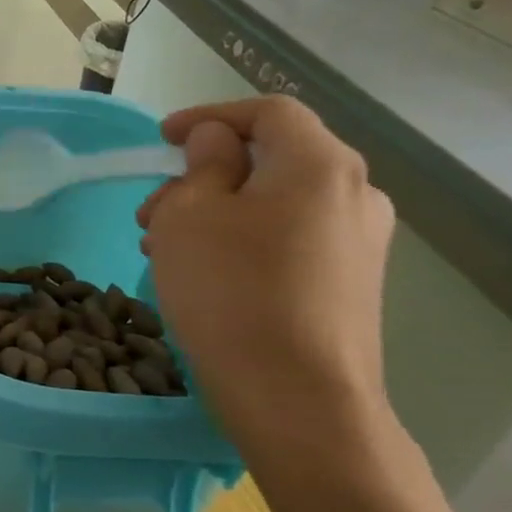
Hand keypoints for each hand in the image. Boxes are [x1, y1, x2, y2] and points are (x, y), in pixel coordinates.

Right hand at [137, 97, 395, 460]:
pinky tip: (204, 272)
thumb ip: (203, 163)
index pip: (268, 111)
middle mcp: (355, 194)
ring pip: (276, 201)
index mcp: (319, 164)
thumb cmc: (231, 291)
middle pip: (272, 157)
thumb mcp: (190, 214)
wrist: (298, 399)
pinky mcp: (352, 283)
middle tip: (151, 210)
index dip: (209, 115)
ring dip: (216, 210)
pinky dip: (243, 238)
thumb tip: (219, 142)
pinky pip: (290, 237)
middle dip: (203, 174)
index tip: (162, 139)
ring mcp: (360, 242)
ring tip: (164, 247)